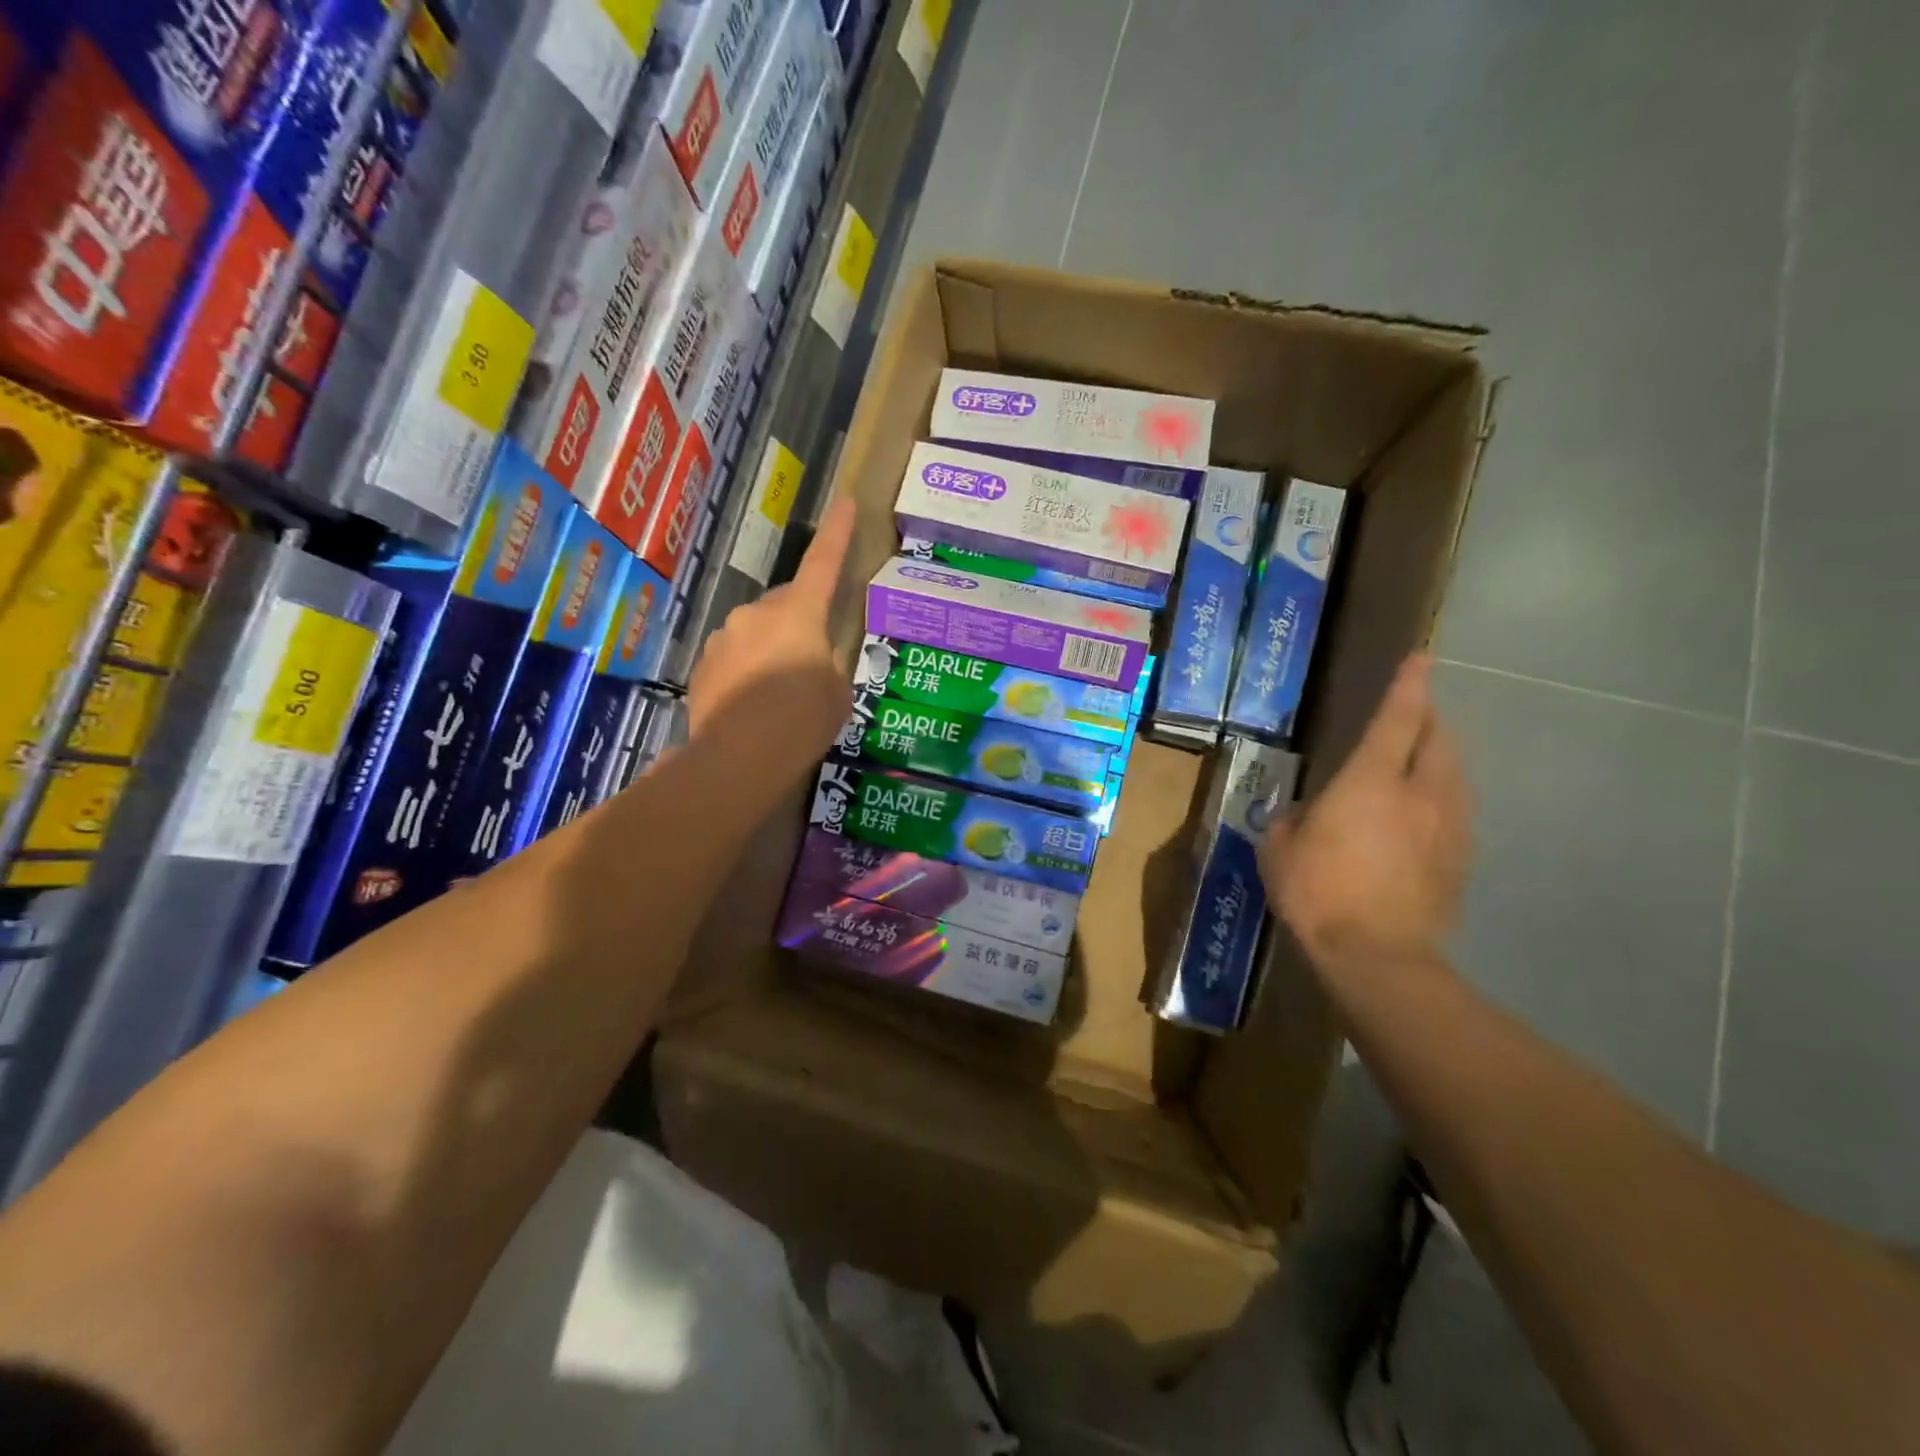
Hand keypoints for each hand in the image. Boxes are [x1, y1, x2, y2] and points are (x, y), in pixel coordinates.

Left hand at [686, 496, 856, 784]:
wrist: (737, 758)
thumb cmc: (802, 721)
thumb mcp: (837, 692)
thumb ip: (829, 661)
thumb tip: (817, 653)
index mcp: (800, 614)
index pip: (824, 563)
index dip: (838, 533)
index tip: (844, 502)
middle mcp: (758, 613)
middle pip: (788, 603)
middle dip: (801, 619)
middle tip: (813, 657)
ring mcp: (726, 636)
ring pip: (758, 630)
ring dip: (772, 647)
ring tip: (780, 692)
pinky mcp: (704, 663)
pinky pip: (735, 654)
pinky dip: (747, 668)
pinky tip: (754, 703)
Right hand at [1260, 654, 1471, 971]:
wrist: (1378, 956)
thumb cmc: (1318, 893)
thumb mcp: (1280, 851)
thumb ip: (1291, 822)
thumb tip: (1305, 815)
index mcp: (1372, 782)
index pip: (1399, 719)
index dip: (1409, 685)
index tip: (1421, 657)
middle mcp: (1421, 794)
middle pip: (1440, 740)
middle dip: (1428, 721)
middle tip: (1411, 717)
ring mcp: (1449, 828)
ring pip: (1455, 776)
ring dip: (1438, 761)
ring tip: (1418, 765)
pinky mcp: (1461, 860)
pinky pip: (1455, 814)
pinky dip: (1440, 802)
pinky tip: (1420, 821)